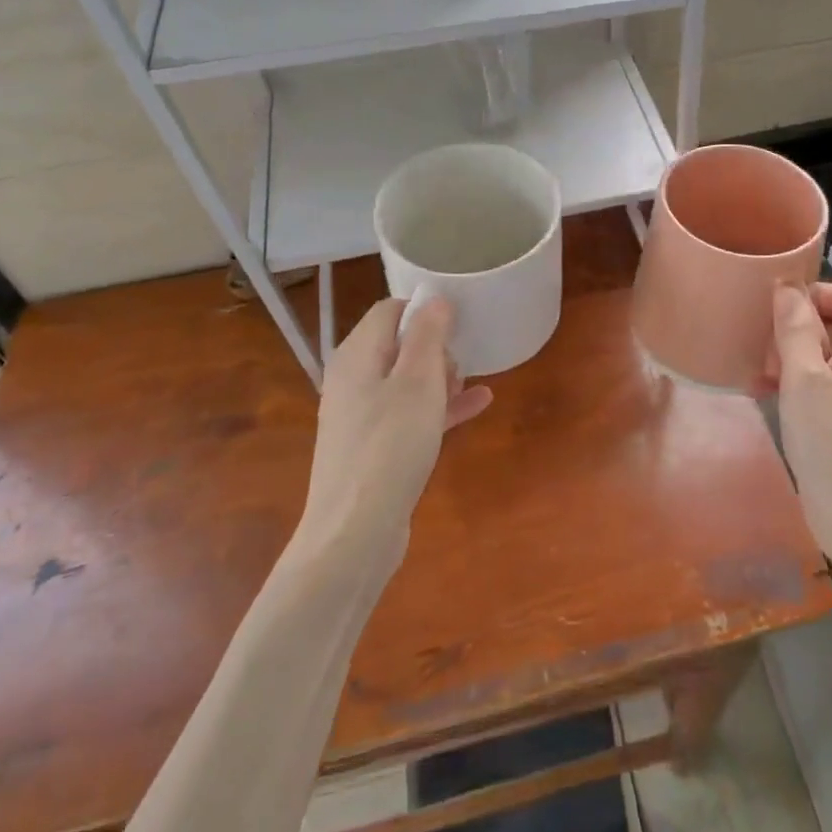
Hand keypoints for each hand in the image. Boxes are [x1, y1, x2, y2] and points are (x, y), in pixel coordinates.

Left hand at [298, 296, 492, 566]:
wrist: (355, 532)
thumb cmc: (390, 446)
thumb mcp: (417, 381)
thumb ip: (428, 335)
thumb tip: (435, 300)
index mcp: (357, 355)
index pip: (389, 309)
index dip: (425, 308)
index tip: (461, 319)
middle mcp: (353, 379)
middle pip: (398, 343)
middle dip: (436, 346)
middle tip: (464, 361)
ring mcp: (362, 415)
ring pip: (407, 379)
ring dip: (441, 376)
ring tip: (471, 382)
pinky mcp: (375, 445)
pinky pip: (410, 412)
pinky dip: (439, 406)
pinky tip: (478, 405)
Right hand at [772, 283, 831, 583]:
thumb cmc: (831, 439)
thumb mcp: (804, 376)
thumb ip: (795, 327)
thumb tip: (787, 286)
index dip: (812, 293)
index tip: (775, 311)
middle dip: (794, 327)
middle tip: (761, 346)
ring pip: (822, 356)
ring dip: (788, 357)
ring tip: (756, 373)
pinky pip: (819, 385)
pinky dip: (793, 384)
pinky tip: (763, 397)